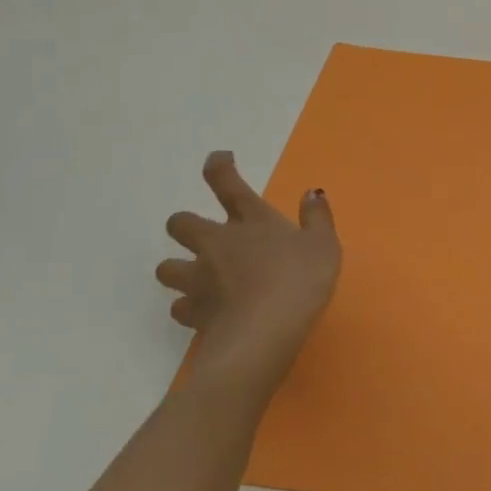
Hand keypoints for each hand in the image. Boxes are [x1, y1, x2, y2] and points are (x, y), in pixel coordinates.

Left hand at [158, 151, 340, 382]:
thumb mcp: (323, 244)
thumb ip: (317, 217)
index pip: (226, 182)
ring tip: (199, 279)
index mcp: (250, 220)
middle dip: (186, 225)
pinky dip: (189, 307)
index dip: (218, 166)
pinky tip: (206, 312)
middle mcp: (217, 243)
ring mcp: (199, 279)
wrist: (265, 331)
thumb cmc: (300, 279)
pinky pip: (180, 306)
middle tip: (207, 236)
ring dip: (179, 269)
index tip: (218, 159)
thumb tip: (311, 193)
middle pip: (180, 223)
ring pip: (167, 267)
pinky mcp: (193, 312)